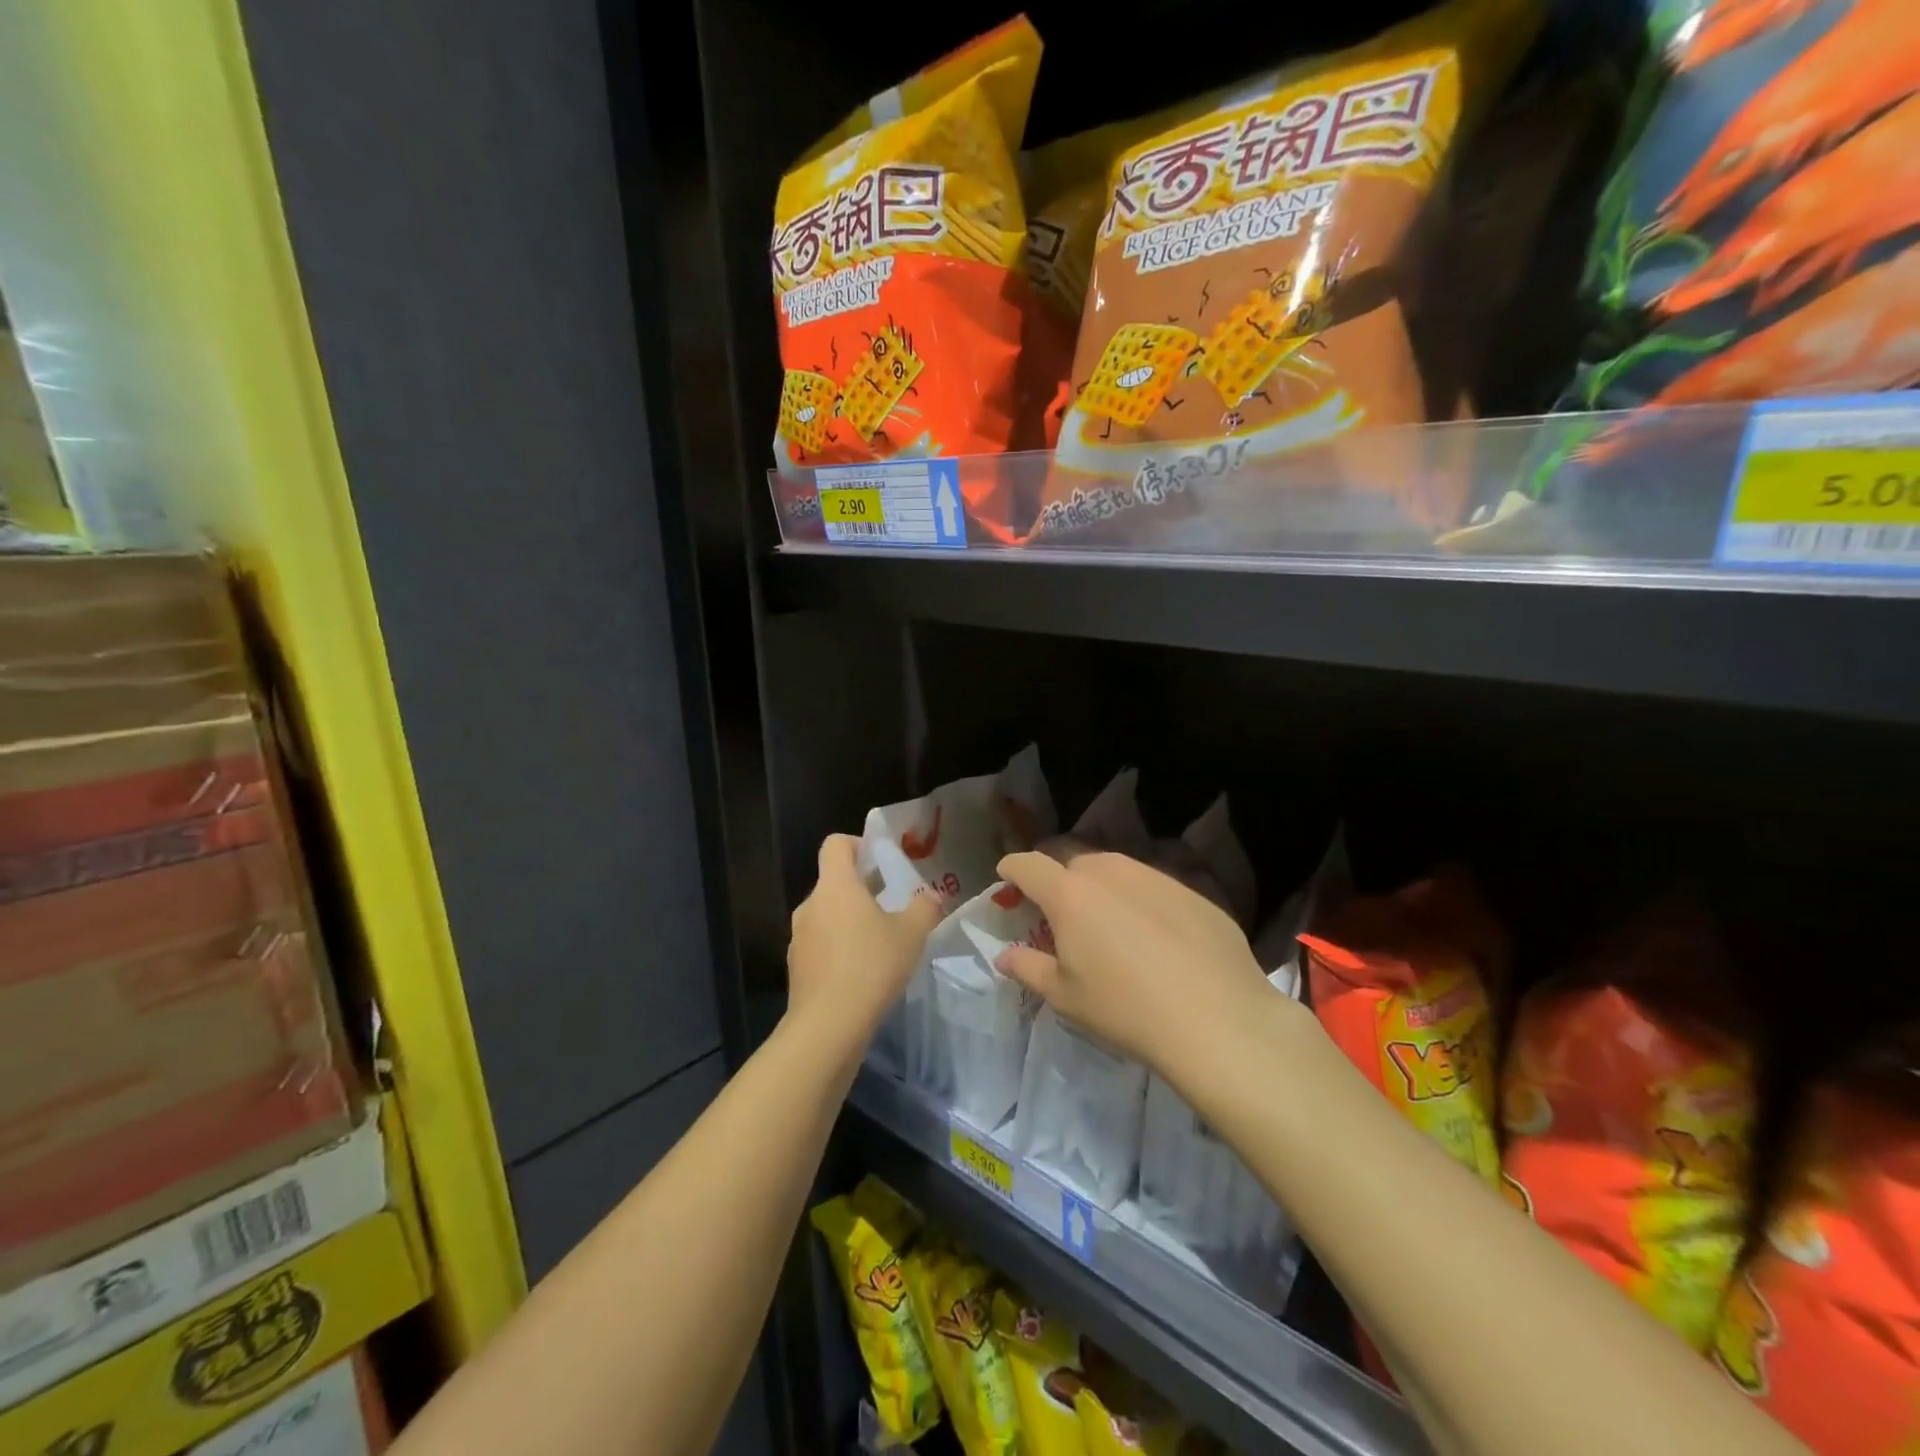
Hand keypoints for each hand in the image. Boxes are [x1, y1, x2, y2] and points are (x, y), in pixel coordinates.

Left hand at [788, 834, 941, 1039]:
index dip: (857, 844)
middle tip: (890, 905)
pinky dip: (838, 948)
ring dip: (849, 920)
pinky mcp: (796, 966)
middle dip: (860, 888)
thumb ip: (925, 908)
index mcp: (836, 885)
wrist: (829, 1025)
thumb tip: (931, 897)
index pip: (836, 844)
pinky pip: (820, 944)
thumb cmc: (872, 965)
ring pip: (826, 914)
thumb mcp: (912, 933)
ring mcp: (799, 936)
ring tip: (878, 942)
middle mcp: (811, 904)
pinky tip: (861, 972)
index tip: (879, 861)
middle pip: (833, 881)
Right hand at [994, 848, 1272, 1077]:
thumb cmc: (1125, 1009)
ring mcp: (1156, 877)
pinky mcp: (1193, 892)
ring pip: (1116, 871)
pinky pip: (1153, 888)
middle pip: (1073, 863)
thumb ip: (1028, 968)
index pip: (1029, 865)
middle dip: (1060, 883)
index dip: (1012, 869)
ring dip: (1102, 889)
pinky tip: (1157, 940)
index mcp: (1070, 893)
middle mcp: (1111, 872)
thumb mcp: (1065, 997)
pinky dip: (1142, 903)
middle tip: (1062, 917)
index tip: (1007, 880)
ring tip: (1110, 927)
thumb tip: (1005, 955)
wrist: (1218, 1019)